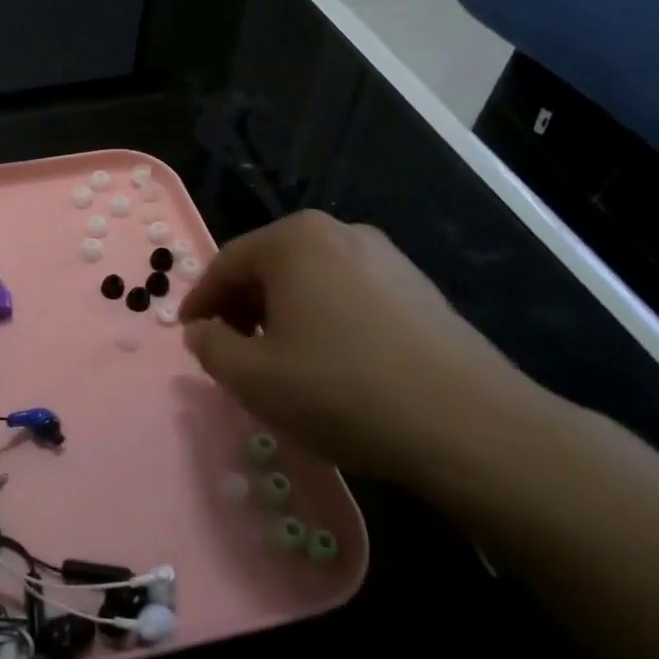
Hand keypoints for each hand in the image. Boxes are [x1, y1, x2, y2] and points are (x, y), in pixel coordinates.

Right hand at [180, 211, 546, 486]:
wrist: (468, 425)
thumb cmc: (341, 391)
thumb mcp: (252, 378)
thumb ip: (209, 347)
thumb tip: (202, 331)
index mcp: (295, 240)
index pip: (226, 264)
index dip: (200, 302)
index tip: (190, 335)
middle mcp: (340, 233)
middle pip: (269, 267)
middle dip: (242, 308)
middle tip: (231, 351)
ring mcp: (387, 257)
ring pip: (310, 281)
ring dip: (283, 315)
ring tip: (280, 362)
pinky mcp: (419, 288)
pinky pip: (349, 295)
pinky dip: (324, 320)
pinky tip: (331, 364)